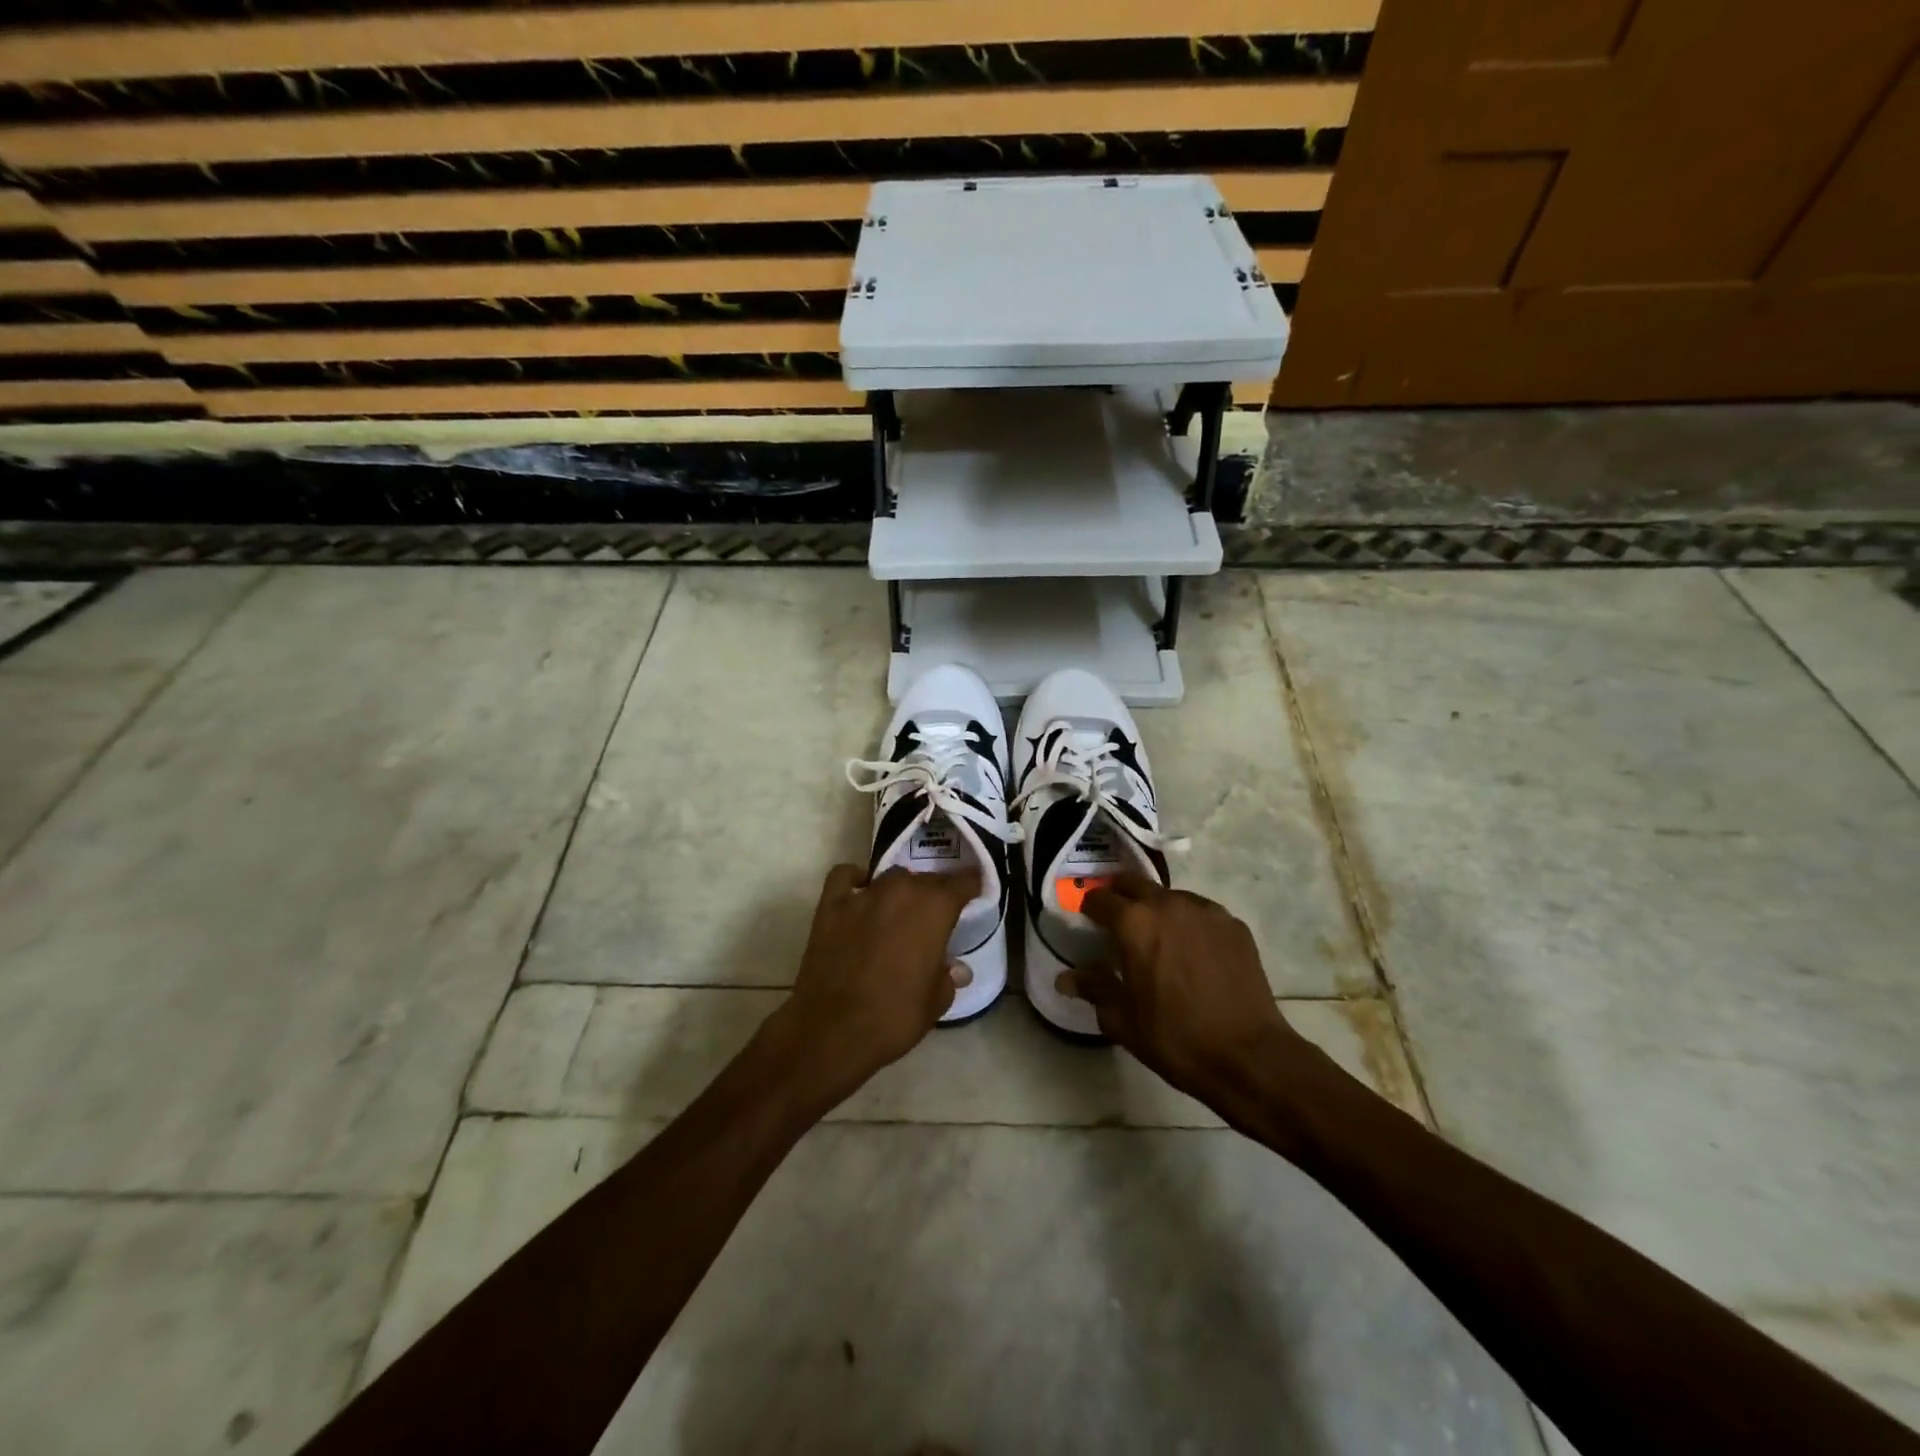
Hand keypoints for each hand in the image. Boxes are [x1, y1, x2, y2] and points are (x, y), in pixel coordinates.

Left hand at [774, 863, 978, 1106]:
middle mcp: (902, 890)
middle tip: (936, 914)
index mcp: (935, 908)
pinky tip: (859, 894)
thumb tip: (956, 968)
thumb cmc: (895, 1017)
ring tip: (900, 909)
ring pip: (890, 877)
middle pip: (926, 878)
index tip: (974, 892)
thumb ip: (948, 977)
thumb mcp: (935, 1001)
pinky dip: (854, 880)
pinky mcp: (831, 905)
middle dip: (935, 893)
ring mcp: (863, 895)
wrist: (833, 1030)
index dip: (971, 885)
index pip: (962, 882)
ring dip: (900, 889)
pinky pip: (844, 876)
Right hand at [1060, 872, 1317, 1107]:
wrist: (1248, 1056)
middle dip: (1120, 895)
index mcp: (1134, 923)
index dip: (1089, 909)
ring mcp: (1205, 911)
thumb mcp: (1123, 1020)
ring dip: (1157, 908)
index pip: (1099, 899)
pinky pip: (1201, 913)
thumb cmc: (1175, 1038)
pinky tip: (1193, 951)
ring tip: (1159, 936)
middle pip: (1134, 883)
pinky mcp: (1234, 925)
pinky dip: (1189, 923)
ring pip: (1170, 896)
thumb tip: (1065, 978)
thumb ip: (1093, 989)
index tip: (1088, 922)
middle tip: (1116, 919)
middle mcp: (1168, 904)